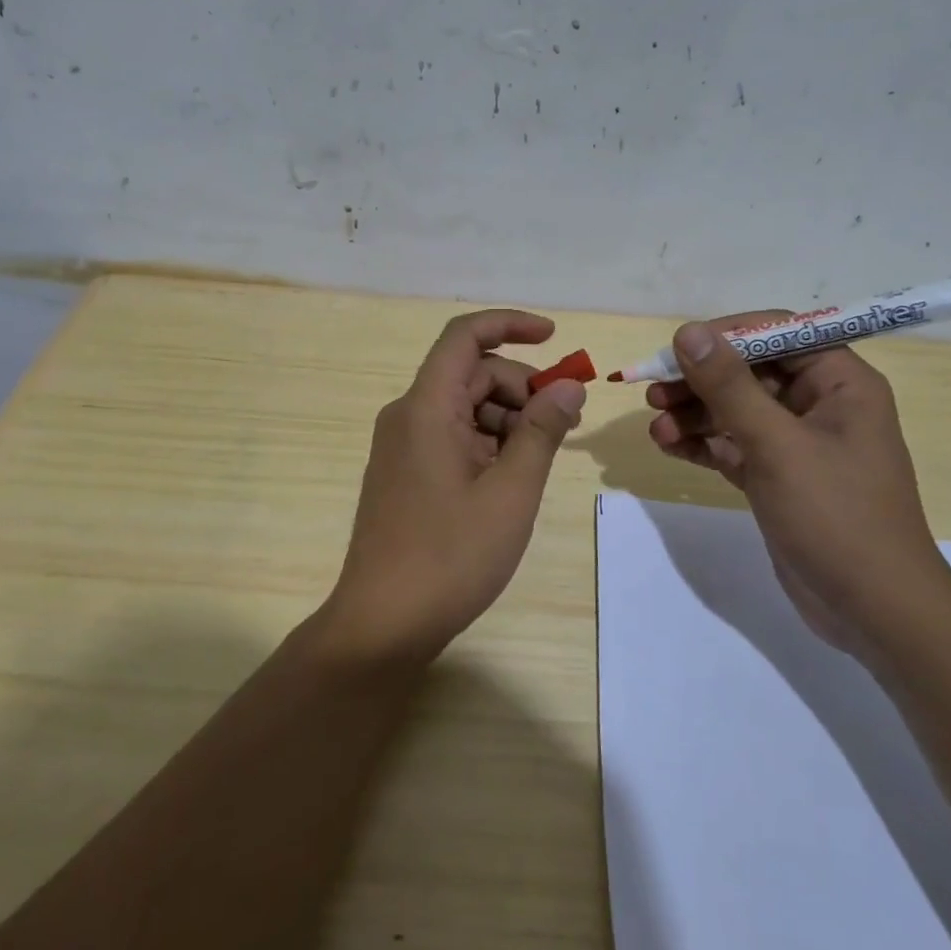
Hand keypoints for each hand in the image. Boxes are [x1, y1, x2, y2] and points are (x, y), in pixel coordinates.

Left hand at [324, 310, 586, 663]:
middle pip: (471, 373)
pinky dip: (488, 443)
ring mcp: (403, 446)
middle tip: (565, 425)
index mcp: (426, 408)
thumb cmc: (450, 557)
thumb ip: (541, 432)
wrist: (383, 623)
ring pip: (464, 407)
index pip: (465, 337)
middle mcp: (408, 416)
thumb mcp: (511, 493)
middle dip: (521, 387)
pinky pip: (452, 437)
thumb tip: (567, 387)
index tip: (555, 338)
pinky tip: (512, 479)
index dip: (510, 325)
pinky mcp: (405, 473)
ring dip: (508, 419)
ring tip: (541, 460)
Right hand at [645, 316, 950, 653]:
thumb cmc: (836, 516)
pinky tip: (668, 446)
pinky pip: (731, 446)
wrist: (873, 611)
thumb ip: (730, 387)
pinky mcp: (776, 478)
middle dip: (700, 381)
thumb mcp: (778, 445)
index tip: (676, 350)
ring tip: (655, 428)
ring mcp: (796, 444)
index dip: (725, 335)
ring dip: (693, 415)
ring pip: (735, 411)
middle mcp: (819, 405)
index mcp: (840, 383)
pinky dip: (701, 444)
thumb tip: (689, 332)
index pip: (777, 333)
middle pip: (749, 372)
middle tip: (653, 393)